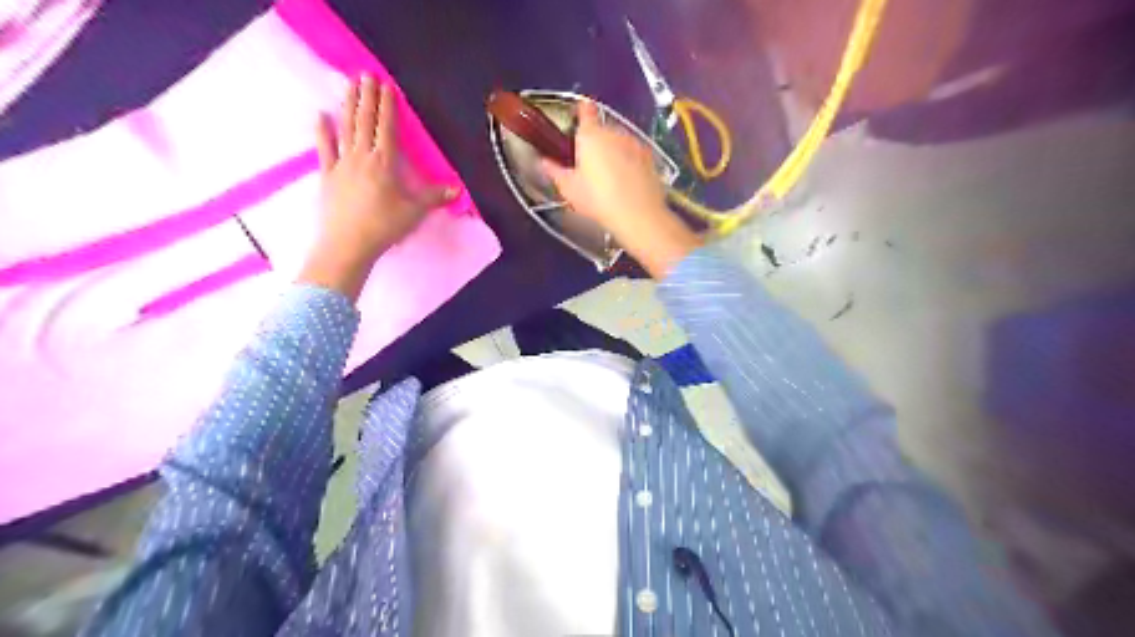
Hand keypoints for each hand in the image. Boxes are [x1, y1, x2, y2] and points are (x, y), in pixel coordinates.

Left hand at [303, 73, 463, 301]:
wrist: (348, 244)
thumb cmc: (384, 227)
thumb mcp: (414, 212)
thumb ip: (434, 197)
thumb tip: (457, 189)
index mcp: (385, 163)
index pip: (388, 128)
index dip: (388, 106)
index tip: (387, 86)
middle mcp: (362, 156)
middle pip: (366, 121)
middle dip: (367, 97)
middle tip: (366, 74)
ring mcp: (342, 163)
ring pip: (346, 128)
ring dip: (348, 105)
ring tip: (349, 84)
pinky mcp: (327, 175)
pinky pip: (325, 148)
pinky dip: (323, 131)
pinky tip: (321, 115)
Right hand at [539, 98, 700, 276]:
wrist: (639, 216)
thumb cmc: (598, 200)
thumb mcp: (569, 189)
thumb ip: (554, 171)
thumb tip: (543, 161)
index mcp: (591, 135)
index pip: (585, 110)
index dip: (580, 112)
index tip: (575, 122)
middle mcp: (614, 132)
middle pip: (602, 129)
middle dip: (595, 142)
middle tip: (587, 165)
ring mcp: (635, 143)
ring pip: (619, 141)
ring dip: (612, 152)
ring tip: (607, 178)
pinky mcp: (650, 158)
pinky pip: (634, 154)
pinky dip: (628, 162)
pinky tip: (625, 183)